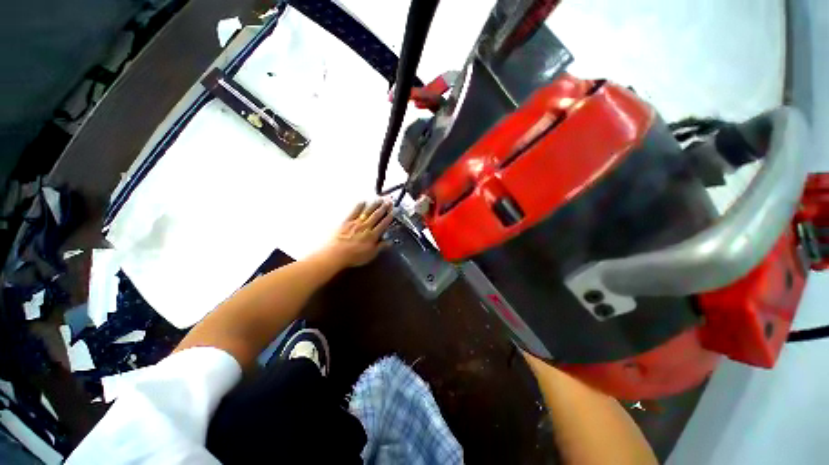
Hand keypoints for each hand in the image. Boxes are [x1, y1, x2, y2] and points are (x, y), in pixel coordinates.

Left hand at [322, 199, 393, 267]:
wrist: (336, 254)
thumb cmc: (353, 256)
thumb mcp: (370, 255)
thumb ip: (380, 247)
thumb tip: (389, 243)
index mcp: (372, 235)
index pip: (383, 224)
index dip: (389, 217)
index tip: (393, 212)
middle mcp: (366, 227)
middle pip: (377, 215)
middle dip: (384, 208)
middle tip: (389, 201)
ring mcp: (356, 223)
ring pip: (368, 211)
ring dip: (375, 204)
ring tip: (380, 199)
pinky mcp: (347, 221)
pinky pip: (354, 211)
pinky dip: (360, 206)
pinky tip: (363, 201)